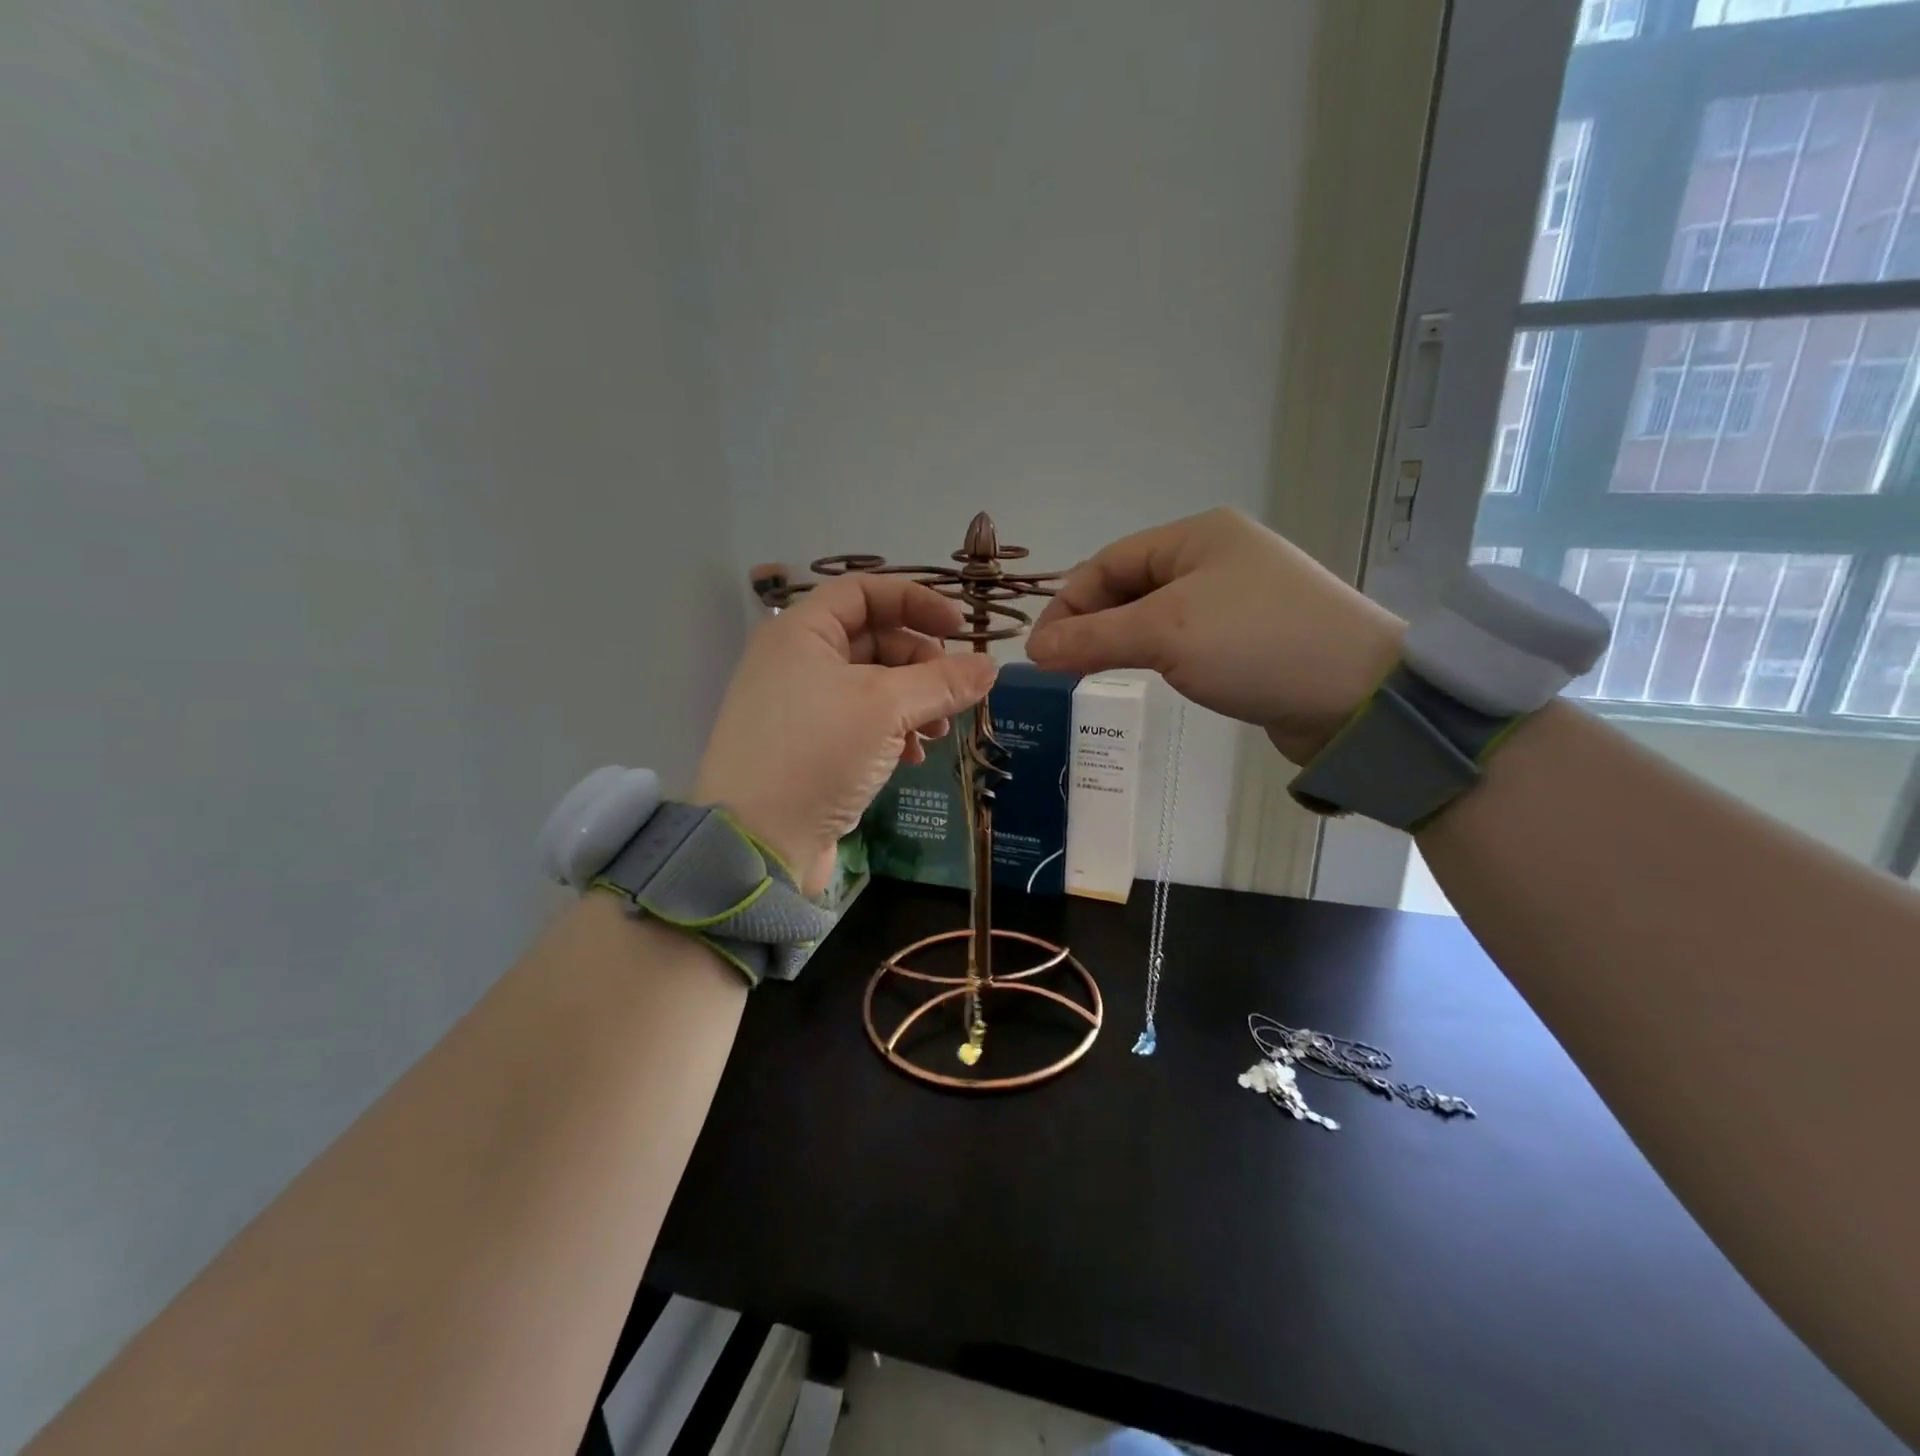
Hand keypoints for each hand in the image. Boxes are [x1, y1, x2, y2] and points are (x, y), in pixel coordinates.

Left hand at [694, 575, 997, 893]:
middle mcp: (796, 661)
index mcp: (801, 632)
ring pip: (873, 685)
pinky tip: (912, 759)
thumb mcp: (886, 708)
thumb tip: (991, 666)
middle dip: (921, 663)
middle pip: (874, 639)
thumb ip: (942, 681)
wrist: (758, 843)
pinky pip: (861, 723)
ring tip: (939, 734)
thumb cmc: (817, 753)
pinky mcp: (809, 747)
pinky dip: (892, 732)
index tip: (960, 627)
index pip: (864, 591)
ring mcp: (800, 707)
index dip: (916, 601)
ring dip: (914, 703)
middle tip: (953, 693)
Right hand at [1026, 507, 1403, 764]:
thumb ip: (1093, 638)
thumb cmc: (1255, 644)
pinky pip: (1185, 637)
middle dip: (1091, 622)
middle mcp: (1217, 556)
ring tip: (1090, 672)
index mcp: (1197, 535)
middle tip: (1060, 666)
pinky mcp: (1252, 636)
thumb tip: (1034, 649)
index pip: (1109, 562)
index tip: (1039, 651)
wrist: (1358, 695)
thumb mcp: (1165, 634)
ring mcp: (1237, 596)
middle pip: (1131, 585)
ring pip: (1156, 613)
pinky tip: (1143, 675)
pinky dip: (1154, 654)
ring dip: (1119, 639)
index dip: (1067, 603)